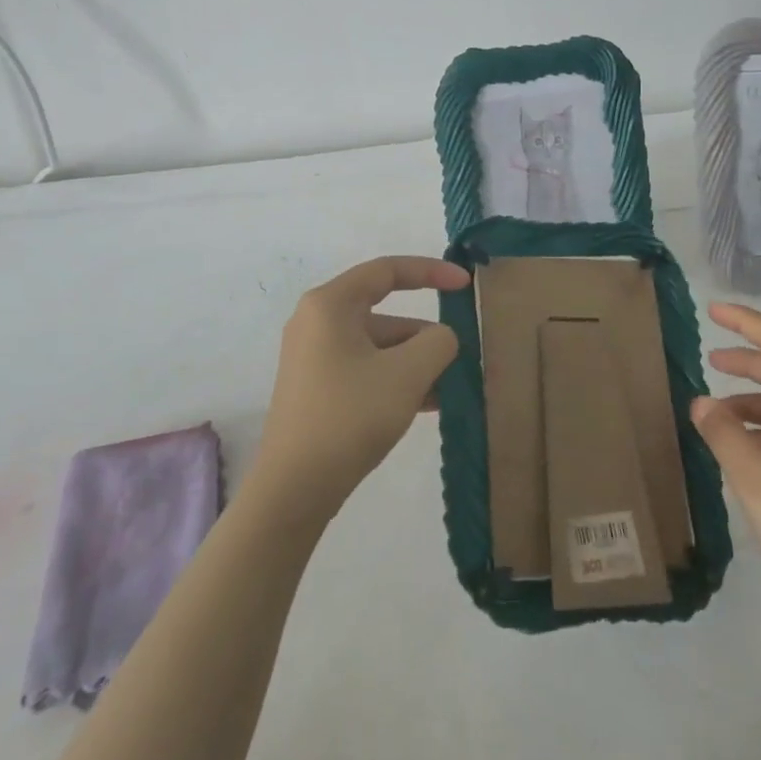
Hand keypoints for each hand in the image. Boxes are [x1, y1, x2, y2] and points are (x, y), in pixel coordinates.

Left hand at [254, 256, 470, 516]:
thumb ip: (438, 343)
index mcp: (330, 305)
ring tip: (451, 389)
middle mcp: (317, 323)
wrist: (294, 489)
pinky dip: (396, 379)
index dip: (430, 271)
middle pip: (385, 313)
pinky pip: (366, 370)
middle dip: (426, 334)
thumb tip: (442, 338)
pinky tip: (429, 405)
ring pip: (379, 346)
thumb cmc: (349, 416)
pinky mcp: (318, 389)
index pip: (386, 270)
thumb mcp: (407, 374)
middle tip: (460, 356)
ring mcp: (315, 358)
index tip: (465, 284)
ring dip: (416, 362)